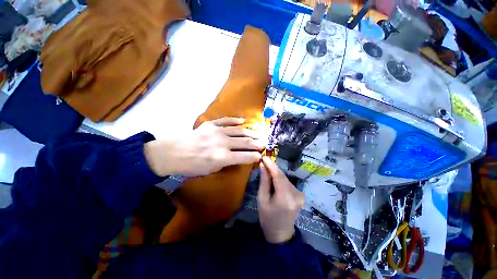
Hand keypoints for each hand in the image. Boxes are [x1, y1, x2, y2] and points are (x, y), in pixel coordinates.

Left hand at [144, 117, 264, 176]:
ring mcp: (217, 131)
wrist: (171, 153)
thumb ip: (227, 162)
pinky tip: (243, 121)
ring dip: (250, 132)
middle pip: (244, 142)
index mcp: (223, 157)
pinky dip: (236, 120)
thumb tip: (238, 157)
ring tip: (258, 132)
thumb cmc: (191, 166)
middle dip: (256, 143)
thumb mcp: (211, 170)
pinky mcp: (211, 124)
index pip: (245, 156)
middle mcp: (223, 143)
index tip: (261, 155)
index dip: (254, 156)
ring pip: (239, 130)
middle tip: (264, 143)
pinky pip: (226, 120)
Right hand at [257, 157, 304, 243]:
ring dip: (276, 173)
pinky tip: (274, 177)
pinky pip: (288, 183)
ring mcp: (299, 195)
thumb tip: (263, 166)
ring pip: (285, 178)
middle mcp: (295, 194)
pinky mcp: (300, 195)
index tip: (264, 157)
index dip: (271, 165)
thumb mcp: (262, 200)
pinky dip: (280, 178)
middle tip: (264, 161)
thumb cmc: (267, 218)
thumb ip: (264, 182)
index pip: (278, 176)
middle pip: (283, 176)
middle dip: (273, 168)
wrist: (281, 234)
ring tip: (267, 168)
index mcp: (285, 198)